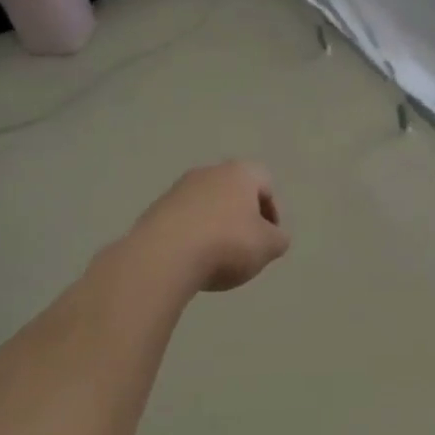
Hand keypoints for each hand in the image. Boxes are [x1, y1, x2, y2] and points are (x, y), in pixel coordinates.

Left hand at [131, 161, 290, 292]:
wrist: (163, 256)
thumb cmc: (226, 244)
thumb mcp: (268, 247)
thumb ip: (278, 239)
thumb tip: (273, 237)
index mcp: (240, 173)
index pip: (265, 182)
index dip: (272, 210)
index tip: (268, 237)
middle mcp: (209, 172)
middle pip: (234, 192)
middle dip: (242, 218)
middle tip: (245, 248)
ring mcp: (178, 190)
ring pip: (207, 206)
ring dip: (215, 227)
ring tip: (216, 259)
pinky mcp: (155, 210)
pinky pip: (183, 221)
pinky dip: (191, 237)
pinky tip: (191, 261)